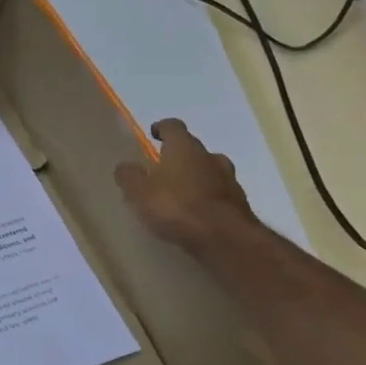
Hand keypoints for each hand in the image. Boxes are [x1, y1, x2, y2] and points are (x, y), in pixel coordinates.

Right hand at [115, 117, 258, 252]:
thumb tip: (124, 166)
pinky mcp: (240, 203)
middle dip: (180, 157)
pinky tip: (198, 214)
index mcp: (184, 147)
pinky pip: (219, 194)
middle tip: (164, 170)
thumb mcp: (139, 193)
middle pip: (193, 149)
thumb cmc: (176, 206)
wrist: (224, 238)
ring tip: (182, 194)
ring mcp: (229, 179)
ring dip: (197, 178)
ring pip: (210, 171)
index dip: (162, 128)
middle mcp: (210, 156)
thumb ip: (129, 176)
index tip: (153, 134)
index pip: (173, 126)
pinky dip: (209, 198)